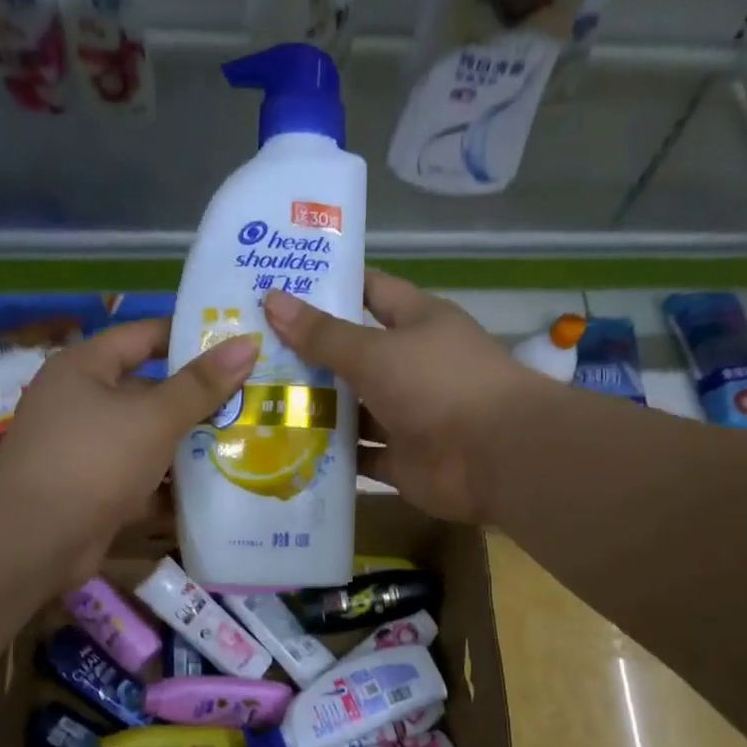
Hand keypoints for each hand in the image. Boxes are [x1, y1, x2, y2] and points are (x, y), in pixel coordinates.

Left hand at [0, 320, 255, 582]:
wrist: (35, 539)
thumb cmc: (94, 459)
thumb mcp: (154, 417)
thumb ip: (201, 385)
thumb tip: (248, 343)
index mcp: (85, 368)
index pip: (142, 336)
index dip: (187, 336)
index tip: (234, 344)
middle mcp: (81, 403)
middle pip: (148, 391)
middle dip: (197, 399)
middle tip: (250, 400)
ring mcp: (86, 450)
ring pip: (148, 439)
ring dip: (189, 445)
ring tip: (245, 443)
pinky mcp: (94, 491)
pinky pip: (141, 479)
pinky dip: (171, 485)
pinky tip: (216, 490)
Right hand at [263, 270, 558, 523]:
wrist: (495, 457)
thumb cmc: (438, 384)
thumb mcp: (375, 351)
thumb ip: (323, 334)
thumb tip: (272, 299)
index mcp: (418, 323)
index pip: (370, 292)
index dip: (331, 286)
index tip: (280, 286)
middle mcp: (413, 366)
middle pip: (354, 355)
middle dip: (309, 355)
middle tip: (250, 352)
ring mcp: (408, 416)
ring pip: (354, 410)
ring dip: (316, 409)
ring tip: (257, 403)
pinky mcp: (403, 460)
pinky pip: (360, 455)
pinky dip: (332, 455)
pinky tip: (287, 450)